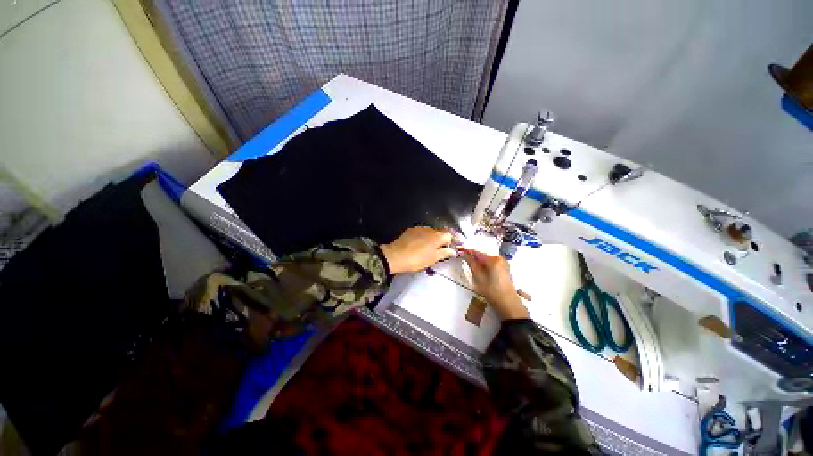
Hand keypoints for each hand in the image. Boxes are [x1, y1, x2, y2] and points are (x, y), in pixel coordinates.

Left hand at [381, 227, 456, 273]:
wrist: (396, 256)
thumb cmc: (417, 259)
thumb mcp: (433, 258)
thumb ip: (445, 253)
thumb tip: (453, 251)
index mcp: (438, 236)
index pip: (450, 235)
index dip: (452, 242)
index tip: (451, 249)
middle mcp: (430, 229)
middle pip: (440, 232)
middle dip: (443, 239)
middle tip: (441, 249)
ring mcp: (420, 228)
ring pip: (431, 232)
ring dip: (433, 238)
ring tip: (430, 248)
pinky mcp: (411, 230)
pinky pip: (422, 232)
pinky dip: (424, 237)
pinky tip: (420, 244)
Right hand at [459, 249, 528, 320]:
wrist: (508, 305)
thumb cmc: (492, 291)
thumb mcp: (478, 277)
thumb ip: (471, 263)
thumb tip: (464, 254)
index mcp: (494, 259)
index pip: (477, 252)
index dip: (468, 252)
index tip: (460, 251)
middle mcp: (500, 259)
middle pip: (483, 256)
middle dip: (473, 258)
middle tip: (464, 261)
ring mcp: (504, 264)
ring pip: (487, 261)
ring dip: (479, 263)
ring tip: (470, 267)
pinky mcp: (505, 270)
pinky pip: (492, 265)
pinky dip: (485, 266)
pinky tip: (480, 272)